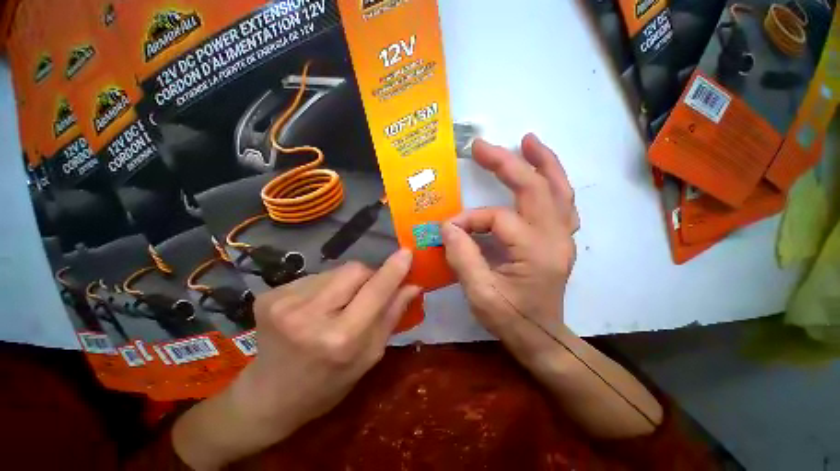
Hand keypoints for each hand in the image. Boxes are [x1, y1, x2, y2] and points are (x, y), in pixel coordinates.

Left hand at [173, 250, 420, 469]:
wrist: (267, 397)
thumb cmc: (327, 384)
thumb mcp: (369, 357)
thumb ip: (392, 316)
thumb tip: (413, 285)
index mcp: (340, 339)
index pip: (375, 291)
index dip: (393, 270)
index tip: (407, 253)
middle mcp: (310, 315)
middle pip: (355, 269)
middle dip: (369, 275)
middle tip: (367, 293)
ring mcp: (285, 301)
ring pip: (336, 270)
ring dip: (346, 282)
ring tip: (337, 305)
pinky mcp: (271, 294)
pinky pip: (316, 276)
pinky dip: (326, 286)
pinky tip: (316, 307)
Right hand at [441, 134, 578, 366]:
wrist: (542, 337)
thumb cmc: (511, 319)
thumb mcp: (480, 295)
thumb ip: (463, 257)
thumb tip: (448, 227)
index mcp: (536, 251)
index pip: (497, 219)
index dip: (469, 220)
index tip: (448, 229)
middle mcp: (555, 237)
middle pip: (535, 187)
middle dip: (506, 163)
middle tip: (482, 146)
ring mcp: (562, 236)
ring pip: (558, 189)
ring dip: (542, 162)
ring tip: (527, 141)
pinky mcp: (560, 239)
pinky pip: (561, 202)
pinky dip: (553, 181)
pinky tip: (543, 170)